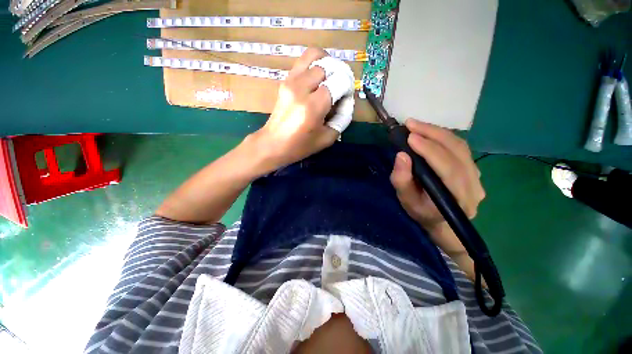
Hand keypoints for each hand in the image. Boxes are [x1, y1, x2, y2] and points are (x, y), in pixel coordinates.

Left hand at [248, 48, 338, 171]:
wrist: (273, 143)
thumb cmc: (300, 146)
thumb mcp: (327, 138)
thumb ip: (342, 119)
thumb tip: (347, 101)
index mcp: (312, 106)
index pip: (338, 81)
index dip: (348, 86)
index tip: (346, 97)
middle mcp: (301, 88)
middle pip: (328, 66)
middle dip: (339, 74)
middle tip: (340, 89)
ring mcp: (291, 81)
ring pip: (314, 55)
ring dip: (327, 63)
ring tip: (331, 78)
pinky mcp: (285, 80)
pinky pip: (303, 61)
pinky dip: (315, 64)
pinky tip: (318, 78)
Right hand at [390, 120, 484, 253]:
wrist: (440, 221)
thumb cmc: (421, 211)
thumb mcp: (405, 200)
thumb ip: (402, 180)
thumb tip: (401, 155)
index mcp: (457, 198)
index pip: (447, 169)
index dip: (429, 150)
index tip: (410, 136)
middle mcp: (473, 185)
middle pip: (457, 152)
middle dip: (433, 134)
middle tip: (411, 124)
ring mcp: (477, 176)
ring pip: (461, 146)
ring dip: (438, 132)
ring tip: (417, 126)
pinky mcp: (473, 169)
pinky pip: (460, 148)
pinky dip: (443, 137)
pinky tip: (429, 133)